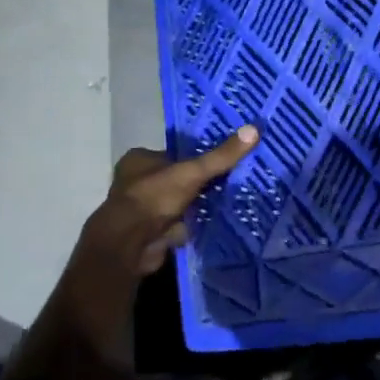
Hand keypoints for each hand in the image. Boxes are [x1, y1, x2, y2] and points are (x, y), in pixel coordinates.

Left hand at [6, 126, 259, 379]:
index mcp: (138, 163)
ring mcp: (140, 215)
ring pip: (176, 207)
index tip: (225, 162)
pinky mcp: (148, 239)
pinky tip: (214, 232)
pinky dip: (191, 231)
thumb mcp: (190, 174)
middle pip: (175, 182)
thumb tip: (255, 129)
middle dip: (198, 187)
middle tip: (233, 185)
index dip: (197, 158)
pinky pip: (176, 230)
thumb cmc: (150, 202)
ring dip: (196, 211)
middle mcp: (135, 186)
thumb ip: (220, 157)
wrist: (124, 250)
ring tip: (231, 207)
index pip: (173, 155)